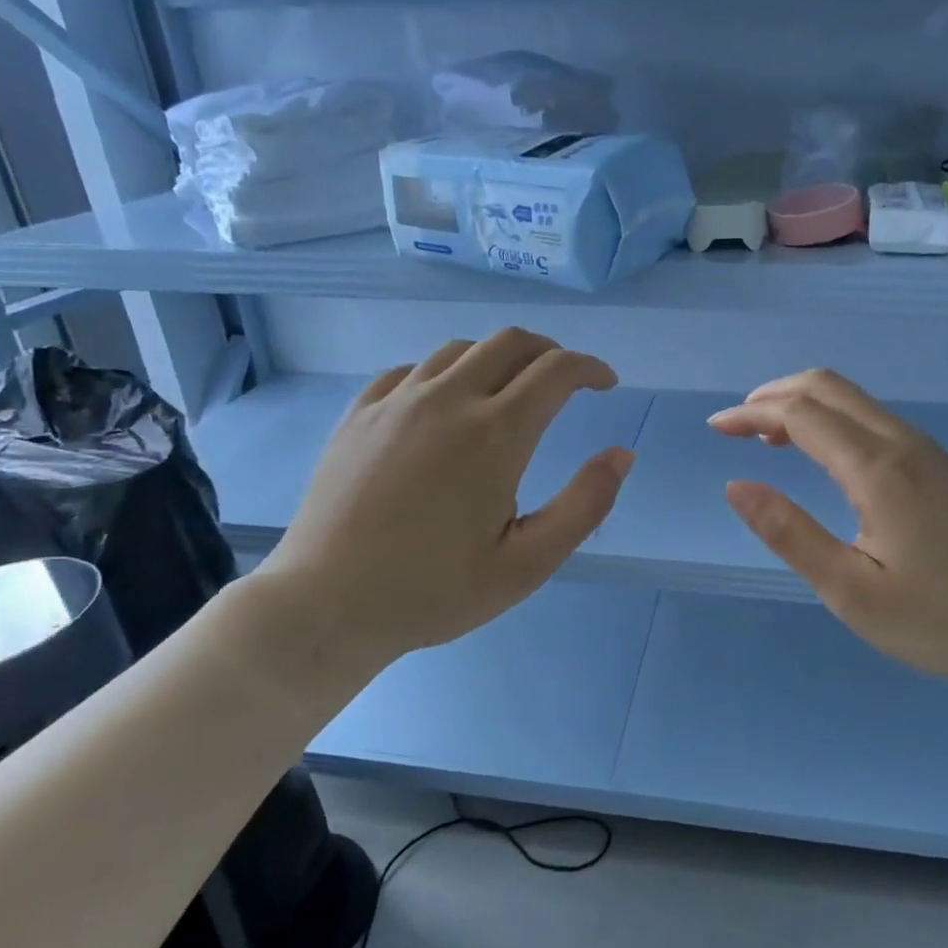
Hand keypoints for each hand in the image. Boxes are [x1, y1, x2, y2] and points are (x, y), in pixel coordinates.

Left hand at [250, 329, 631, 676]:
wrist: (326, 605)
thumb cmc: (434, 591)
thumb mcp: (527, 564)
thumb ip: (584, 506)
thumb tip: (622, 454)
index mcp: (495, 434)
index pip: (556, 370)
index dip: (590, 368)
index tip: (605, 384)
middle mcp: (447, 400)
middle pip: (511, 342)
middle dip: (550, 352)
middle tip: (566, 381)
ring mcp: (397, 401)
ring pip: (460, 348)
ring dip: (498, 357)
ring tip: (509, 389)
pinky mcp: (359, 413)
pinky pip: (413, 369)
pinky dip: (446, 372)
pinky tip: (445, 403)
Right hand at [709, 369, 947, 685]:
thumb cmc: (940, 619)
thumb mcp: (851, 592)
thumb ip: (789, 534)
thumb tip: (736, 486)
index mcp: (877, 469)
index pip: (800, 414)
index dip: (751, 414)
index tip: (715, 428)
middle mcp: (903, 442)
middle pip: (828, 386)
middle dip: (774, 395)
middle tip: (737, 426)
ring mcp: (927, 449)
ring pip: (854, 399)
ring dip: (804, 405)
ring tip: (768, 439)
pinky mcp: (940, 463)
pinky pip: (873, 418)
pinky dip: (833, 419)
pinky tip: (823, 456)